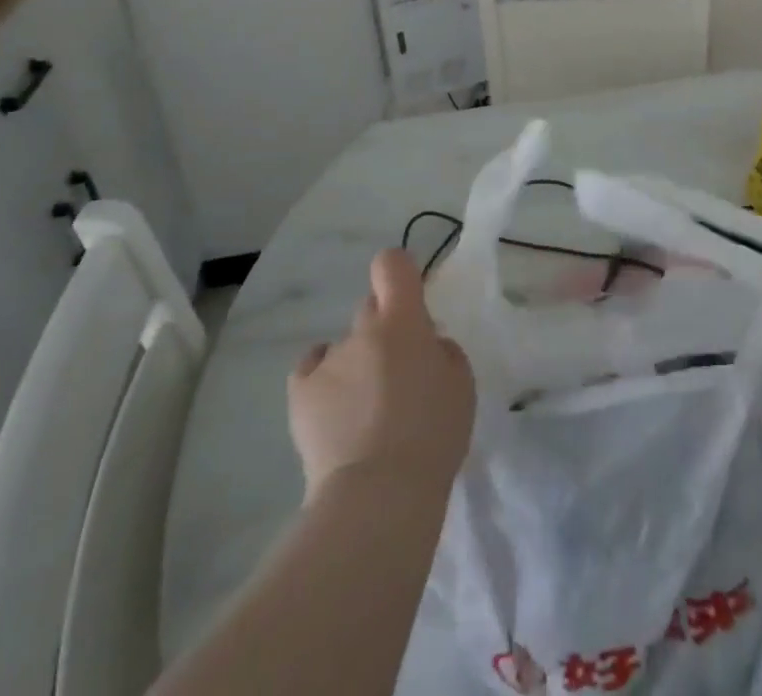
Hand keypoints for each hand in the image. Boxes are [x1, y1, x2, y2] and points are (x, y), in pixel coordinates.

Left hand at [289, 249, 475, 497]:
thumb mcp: (461, 384)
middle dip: (384, 328)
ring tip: (367, 412)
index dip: (399, 272)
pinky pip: (312, 369)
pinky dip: (324, 379)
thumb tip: (425, 346)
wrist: (377, 495)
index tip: (410, 296)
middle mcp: (361, 331)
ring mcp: (328, 361)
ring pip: (346, 348)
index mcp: (403, 321)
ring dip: (358, 365)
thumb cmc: (432, 435)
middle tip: (399, 369)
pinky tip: (335, 407)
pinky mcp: (299, 394)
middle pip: (369, 308)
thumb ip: (442, 352)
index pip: (392, 265)